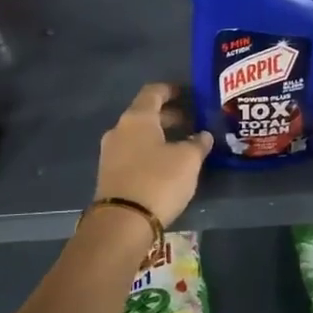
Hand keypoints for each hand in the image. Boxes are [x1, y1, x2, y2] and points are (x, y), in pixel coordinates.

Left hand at [94, 83, 212, 227]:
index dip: (171, 90)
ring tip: (183, 145)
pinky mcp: (109, 174)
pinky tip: (166, 165)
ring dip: (160, 136)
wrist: (121, 222)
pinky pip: (133, 153)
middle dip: (169, 116)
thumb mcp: (188, 160)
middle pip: (145, 114)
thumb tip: (203, 135)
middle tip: (192, 122)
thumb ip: (198, 143)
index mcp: (137, 118)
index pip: (153, 92)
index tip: (188, 93)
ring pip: (139, 135)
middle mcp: (119, 129)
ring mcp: (110, 153)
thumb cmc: (158, 181)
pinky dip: (150, 152)